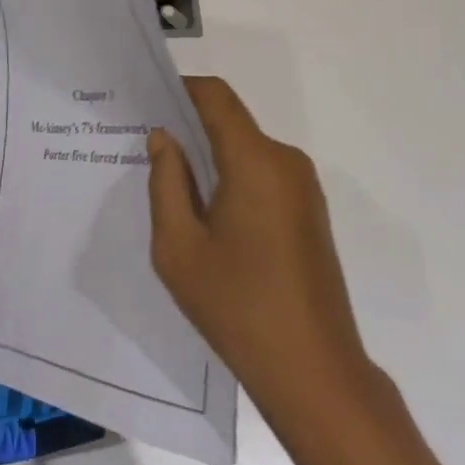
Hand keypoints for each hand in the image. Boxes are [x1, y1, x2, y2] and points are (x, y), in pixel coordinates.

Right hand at [147, 77, 368, 423]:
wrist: (317, 375)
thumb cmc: (239, 308)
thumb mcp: (179, 248)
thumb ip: (166, 182)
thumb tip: (164, 138)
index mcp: (255, 161)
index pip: (216, 96)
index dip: (181, 89)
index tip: (148, 100)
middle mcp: (285, 161)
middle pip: (231, 122)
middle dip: (191, 127)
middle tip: (149, 149)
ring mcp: (304, 187)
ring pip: (247, 149)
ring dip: (212, 157)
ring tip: (174, 187)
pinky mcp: (310, 212)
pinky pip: (264, 174)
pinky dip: (234, 178)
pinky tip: (210, 216)